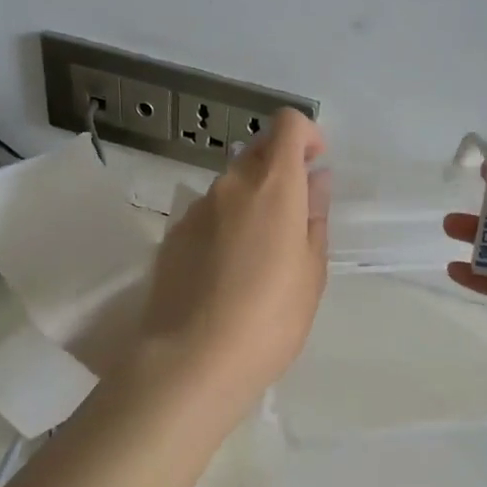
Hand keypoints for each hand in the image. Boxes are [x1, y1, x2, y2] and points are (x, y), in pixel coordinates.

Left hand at [135, 109, 329, 415]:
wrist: (192, 361)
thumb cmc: (270, 319)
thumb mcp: (311, 272)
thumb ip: (313, 217)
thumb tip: (315, 180)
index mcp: (273, 187)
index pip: (287, 125)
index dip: (306, 135)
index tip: (315, 166)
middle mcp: (230, 185)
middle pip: (257, 151)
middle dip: (280, 168)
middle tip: (293, 216)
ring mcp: (195, 210)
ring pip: (230, 185)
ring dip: (251, 200)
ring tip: (259, 254)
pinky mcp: (172, 236)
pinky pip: (207, 214)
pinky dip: (224, 224)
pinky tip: (226, 271)